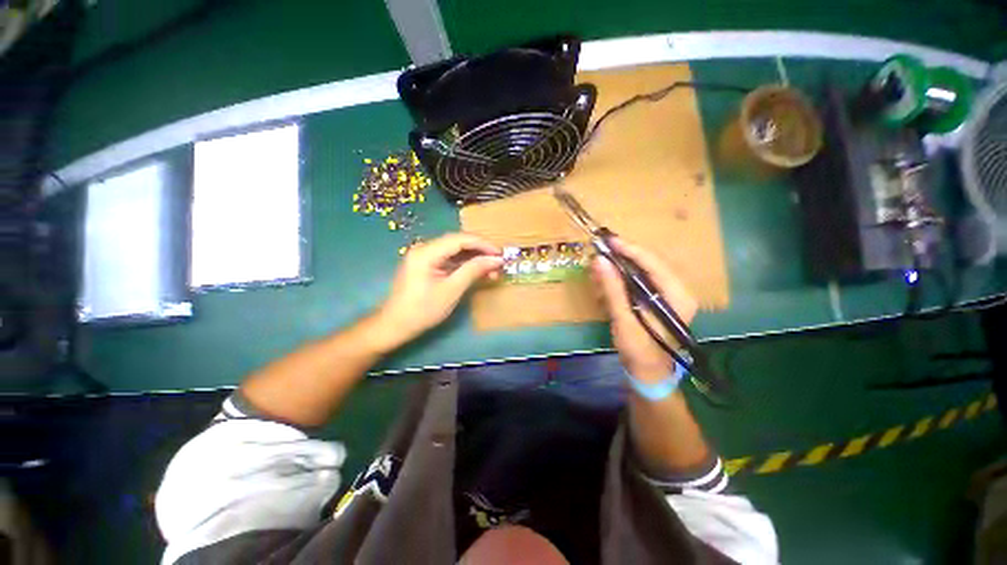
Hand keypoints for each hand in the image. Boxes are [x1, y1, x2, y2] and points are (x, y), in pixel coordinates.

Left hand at [372, 233, 501, 350]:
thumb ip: (473, 271)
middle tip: (499, 263)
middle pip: (458, 242)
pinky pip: (449, 259)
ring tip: (492, 270)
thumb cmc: (422, 310)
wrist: (395, 325)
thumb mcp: (451, 290)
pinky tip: (478, 273)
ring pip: (455, 251)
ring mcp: (424, 256)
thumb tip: (496, 260)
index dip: (483, 244)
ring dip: (474, 259)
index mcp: (426, 252)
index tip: (500, 254)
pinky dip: (464, 265)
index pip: (460, 239)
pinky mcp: (426, 265)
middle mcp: (424, 248)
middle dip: (480, 252)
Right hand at [591, 238, 697, 382]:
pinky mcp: (657, 300)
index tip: (609, 241)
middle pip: (649, 264)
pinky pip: (639, 281)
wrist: (648, 373)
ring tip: (600, 266)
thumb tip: (600, 261)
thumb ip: (613, 289)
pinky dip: (622, 279)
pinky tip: (607, 281)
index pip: (653, 263)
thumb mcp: (624, 319)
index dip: (630, 250)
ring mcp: (668, 295)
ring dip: (620, 267)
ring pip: (642, 271)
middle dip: (623, 257)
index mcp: (677, 296)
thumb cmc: (639, 349)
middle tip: (601, 250)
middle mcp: (677, 291)